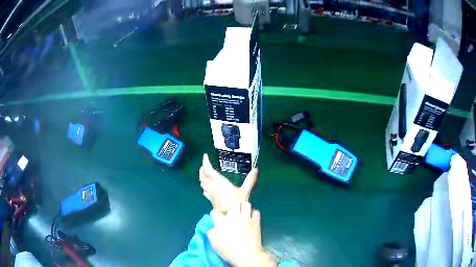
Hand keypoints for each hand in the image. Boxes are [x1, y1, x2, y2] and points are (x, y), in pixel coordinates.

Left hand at [199, 154, 256, 212]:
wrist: (228, 216)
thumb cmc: (236, 203)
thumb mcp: (245, 191)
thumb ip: (250, 180)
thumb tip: (256, 169)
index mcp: (219, 182)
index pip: (209, 171)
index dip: (205, 163)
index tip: (205, 156)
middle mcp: (213, 186)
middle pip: (203, 176)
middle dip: (202, 169)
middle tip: (204, 163)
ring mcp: (210, 193)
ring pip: (202, 182)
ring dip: (201, 176)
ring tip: (202, 172)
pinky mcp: (210, 199)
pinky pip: (204, 190)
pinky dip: (203, 185)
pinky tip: (205, 187)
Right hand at [207, 202, 276, 266]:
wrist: (247, 255)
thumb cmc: (228, 251)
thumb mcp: (214, 243)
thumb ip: (211, 232)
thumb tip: (212, 227)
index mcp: (221, 222)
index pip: (215, 212)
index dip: (215, 215)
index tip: (216, 219)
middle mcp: (234, 217)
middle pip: (233, 203)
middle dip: (231, 207)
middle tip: (231, 214)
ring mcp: (246, 218)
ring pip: (246, 204)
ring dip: (243, 208)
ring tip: (242, 214)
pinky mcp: (256, 222)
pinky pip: (256, 212)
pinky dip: (253, 214)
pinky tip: (251, 219)